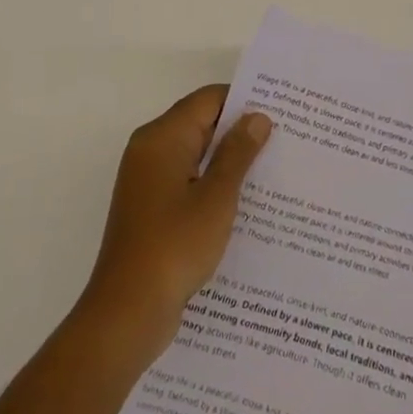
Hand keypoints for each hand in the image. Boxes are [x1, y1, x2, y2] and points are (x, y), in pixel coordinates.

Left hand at [78, 85, 272, 359]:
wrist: (127, 313)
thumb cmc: (174, 246)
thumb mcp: (216, 198)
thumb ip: (237, 154)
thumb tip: (257, 117)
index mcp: (162, 138)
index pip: (208, 100)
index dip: (243, 100)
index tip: (280, 110)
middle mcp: (151, 150)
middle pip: (201, 124)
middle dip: (240, 131)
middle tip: (285, 139)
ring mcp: (149, 181)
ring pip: (196, 155)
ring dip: (229, 161)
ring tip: (274, 169)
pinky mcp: (152, 209)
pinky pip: (188, 182)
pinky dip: (213, 184)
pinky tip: (246, 203)